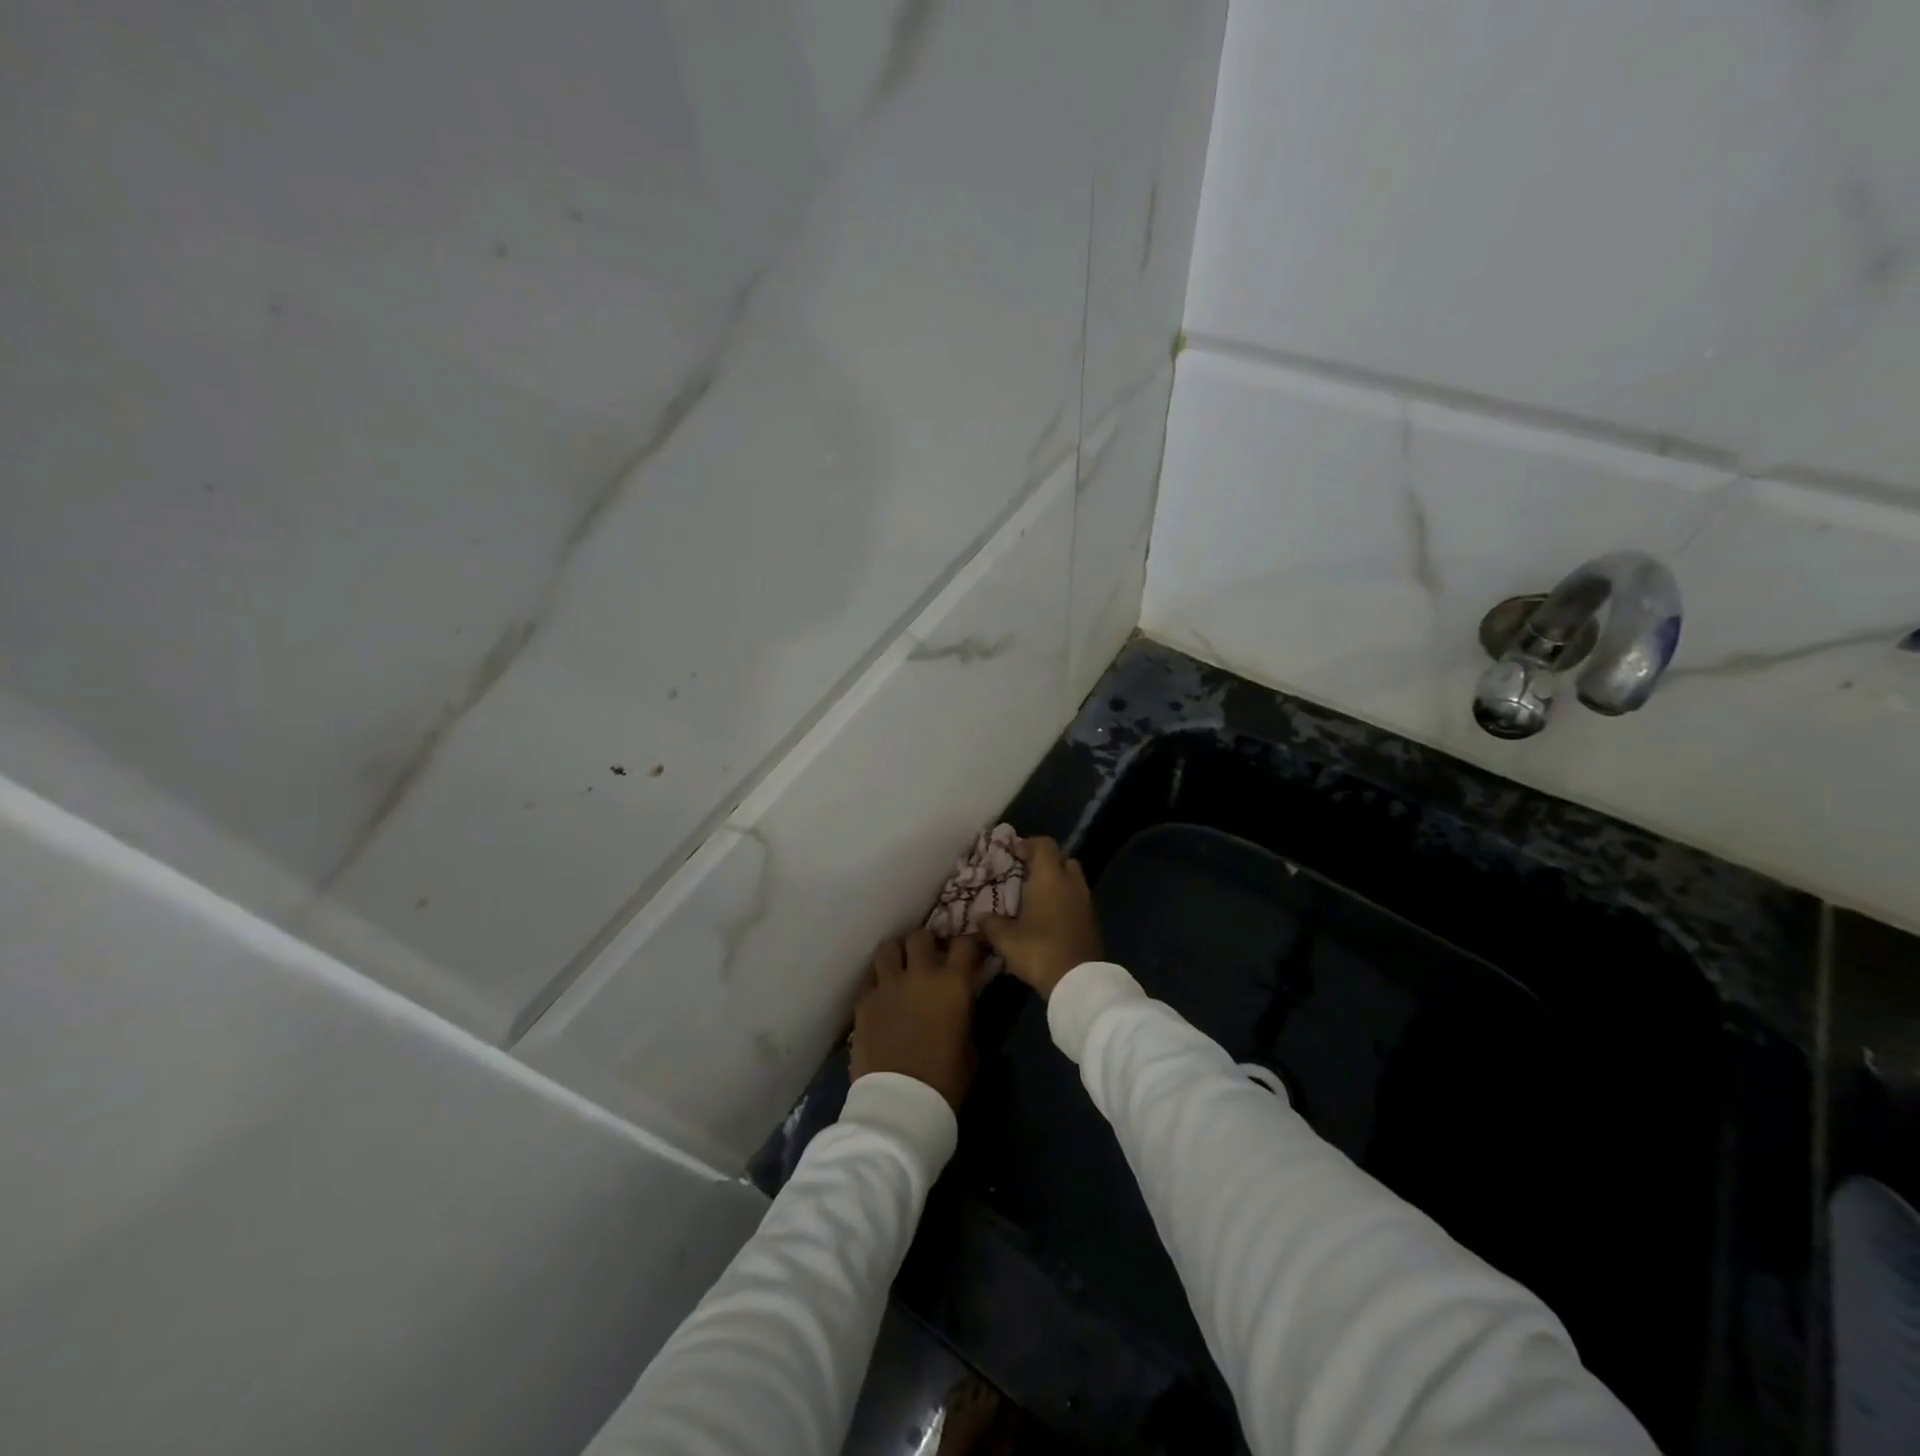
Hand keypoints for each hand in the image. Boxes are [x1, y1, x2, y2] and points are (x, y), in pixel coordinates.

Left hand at [851, 929, 980, 1109]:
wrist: (900, 1104)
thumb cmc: (945, 1080)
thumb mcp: (971, 1046)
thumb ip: (966, 1014)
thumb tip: (963, 1002)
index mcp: (953, 984)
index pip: (965, 944)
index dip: (969, 944)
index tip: (970, 952)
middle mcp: (919, 974)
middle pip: (920, 936)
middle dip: (926, 944)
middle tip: (928, 957)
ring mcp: (888, 985)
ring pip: (888, 948)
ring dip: (897, 955)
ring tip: (900, 968)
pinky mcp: (864, 1001)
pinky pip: (871, 980)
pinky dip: (879, 983)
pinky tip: (883, 998)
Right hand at [979, 837, 1102, 1000]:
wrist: (1078, 981)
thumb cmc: (1039, 950)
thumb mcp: (1005, 939)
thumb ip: (991, 924)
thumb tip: (980, 917)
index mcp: (1050, 877)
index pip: (1044, 845)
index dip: (1028, 844)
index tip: (1013, 854)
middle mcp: (1071, 883)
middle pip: (1063, 860)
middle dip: (1045, 864)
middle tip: (1026, 875)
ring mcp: (1086, 902)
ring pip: (1072, 881)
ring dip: (1057, 884)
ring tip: (1036, 899)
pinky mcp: (1093, 921)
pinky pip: (1078, 901)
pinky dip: (1065, 902)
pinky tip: (1049, 919)